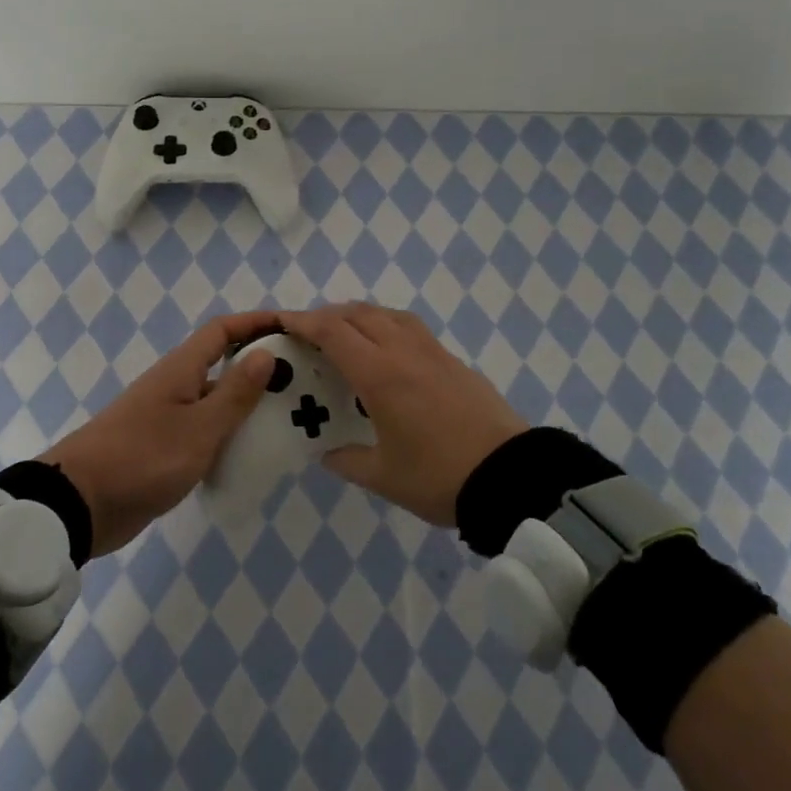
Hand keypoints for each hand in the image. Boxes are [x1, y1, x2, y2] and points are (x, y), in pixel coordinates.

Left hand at [41, 311, 279, 556]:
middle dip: (260, 367)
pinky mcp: (163, 449)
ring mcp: (168, 418)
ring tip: (289, 419)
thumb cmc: (143, 458)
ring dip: (247, 405)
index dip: (256, 323)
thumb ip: (235, 393)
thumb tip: (266, 354)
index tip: (292, 329)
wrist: (80, 504)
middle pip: (222, 364)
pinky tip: (253, 455)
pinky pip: (205, 431)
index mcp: (181, 370)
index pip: (222, 330)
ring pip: (216, 401)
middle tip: (302, 381)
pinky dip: (229, 435)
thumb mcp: (199, 428)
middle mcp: (175, 386)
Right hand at [279, 303, 527, 526]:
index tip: (281, 321)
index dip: (303, 322)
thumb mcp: (384, 477)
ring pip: (387, 314)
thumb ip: (347, 461)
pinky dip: (386, 325)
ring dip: (359, 316)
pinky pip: (410, 327)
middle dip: (327, 316)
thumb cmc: (438, 477)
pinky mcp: (453, 360)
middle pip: (358, 314)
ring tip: (344, 335)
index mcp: (380, 374)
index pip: (333, 332)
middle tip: (307, 334)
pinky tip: (386, 349)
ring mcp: (432, 352)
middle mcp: (404, 351)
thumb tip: (326, 453)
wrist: (509, 476)